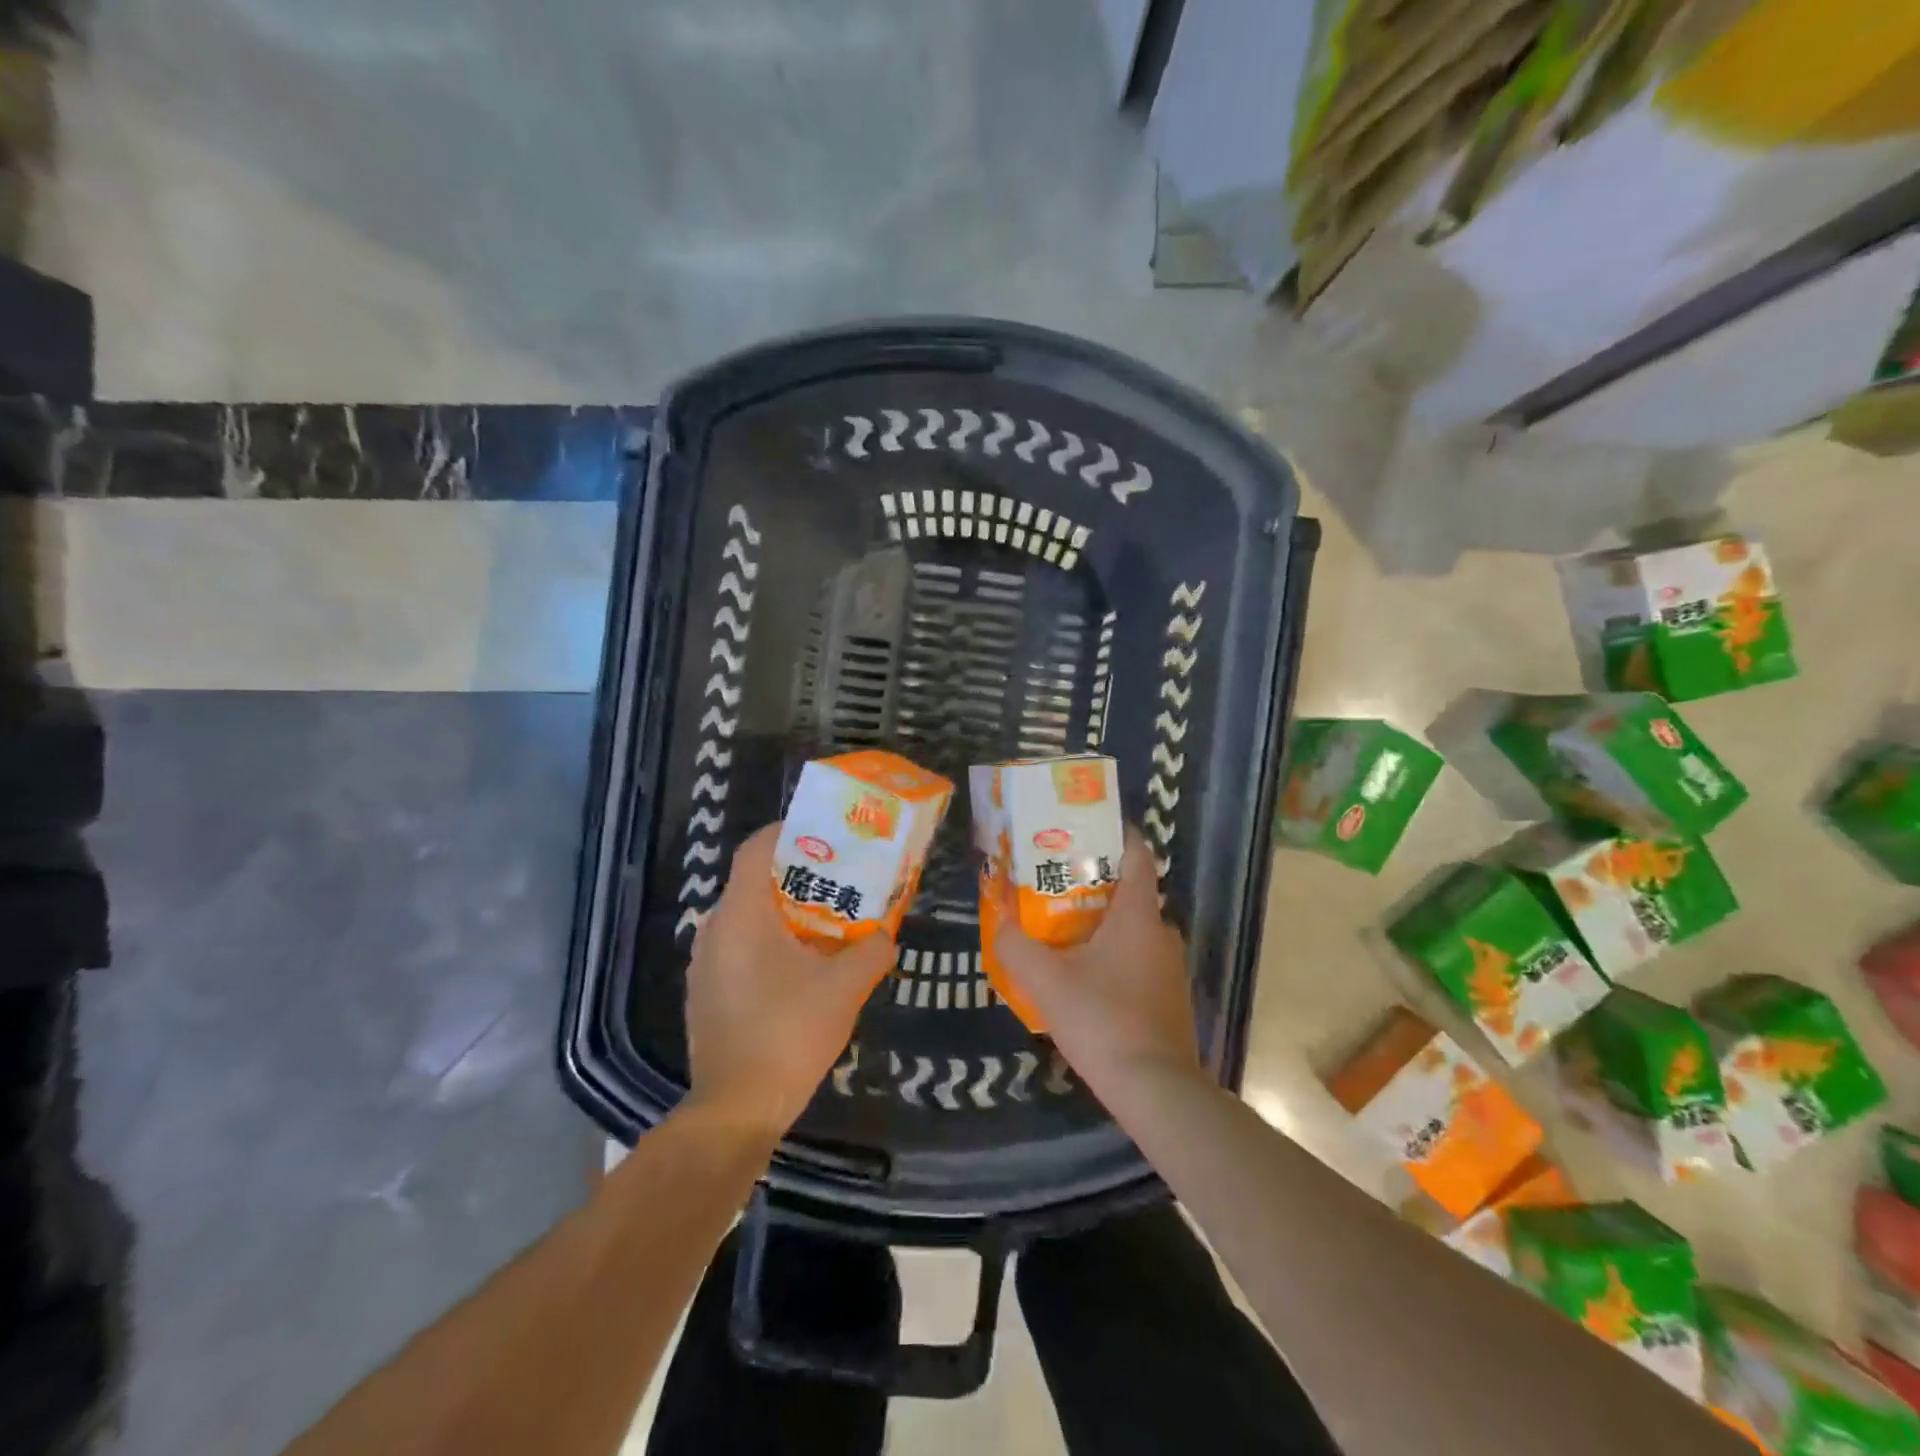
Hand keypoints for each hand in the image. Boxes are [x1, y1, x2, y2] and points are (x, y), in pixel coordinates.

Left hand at [683, 824, 894, 1141]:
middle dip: (796, 876)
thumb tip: (885, 937)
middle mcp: (714, 929)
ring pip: (746, 919)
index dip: (787, 832)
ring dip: (784, 914)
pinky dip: (768, 944)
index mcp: (742, 915)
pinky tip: (800, 970)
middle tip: (838, 881)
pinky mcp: (705, 993)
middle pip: (753, 882)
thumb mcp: (845, 988)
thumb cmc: (789, 1033)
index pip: (756, 849)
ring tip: (825, 924)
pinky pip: (738, 949)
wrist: (736, 1108)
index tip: (823, 835)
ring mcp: (704, 964)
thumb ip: (872, 952)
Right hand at [991, 828, 1202, 1098]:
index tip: (1087, 830)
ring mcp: (1171, 968)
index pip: (1138, 855)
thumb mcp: (1046, 980)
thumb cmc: (1102, 1019)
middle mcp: (1162, 933)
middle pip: (1131, 893)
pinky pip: (1140, 961)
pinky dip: (1115, 957)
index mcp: (1138, 915)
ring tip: (1063, 931)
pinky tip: (1085, 979)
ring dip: (1103, 925)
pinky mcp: (1171, 998)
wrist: (1155, 1089)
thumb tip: (999, 921)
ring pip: (1134, 931)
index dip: (1118, 835)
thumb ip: (1015, 945)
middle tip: (1055, 885)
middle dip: (1095, 884)